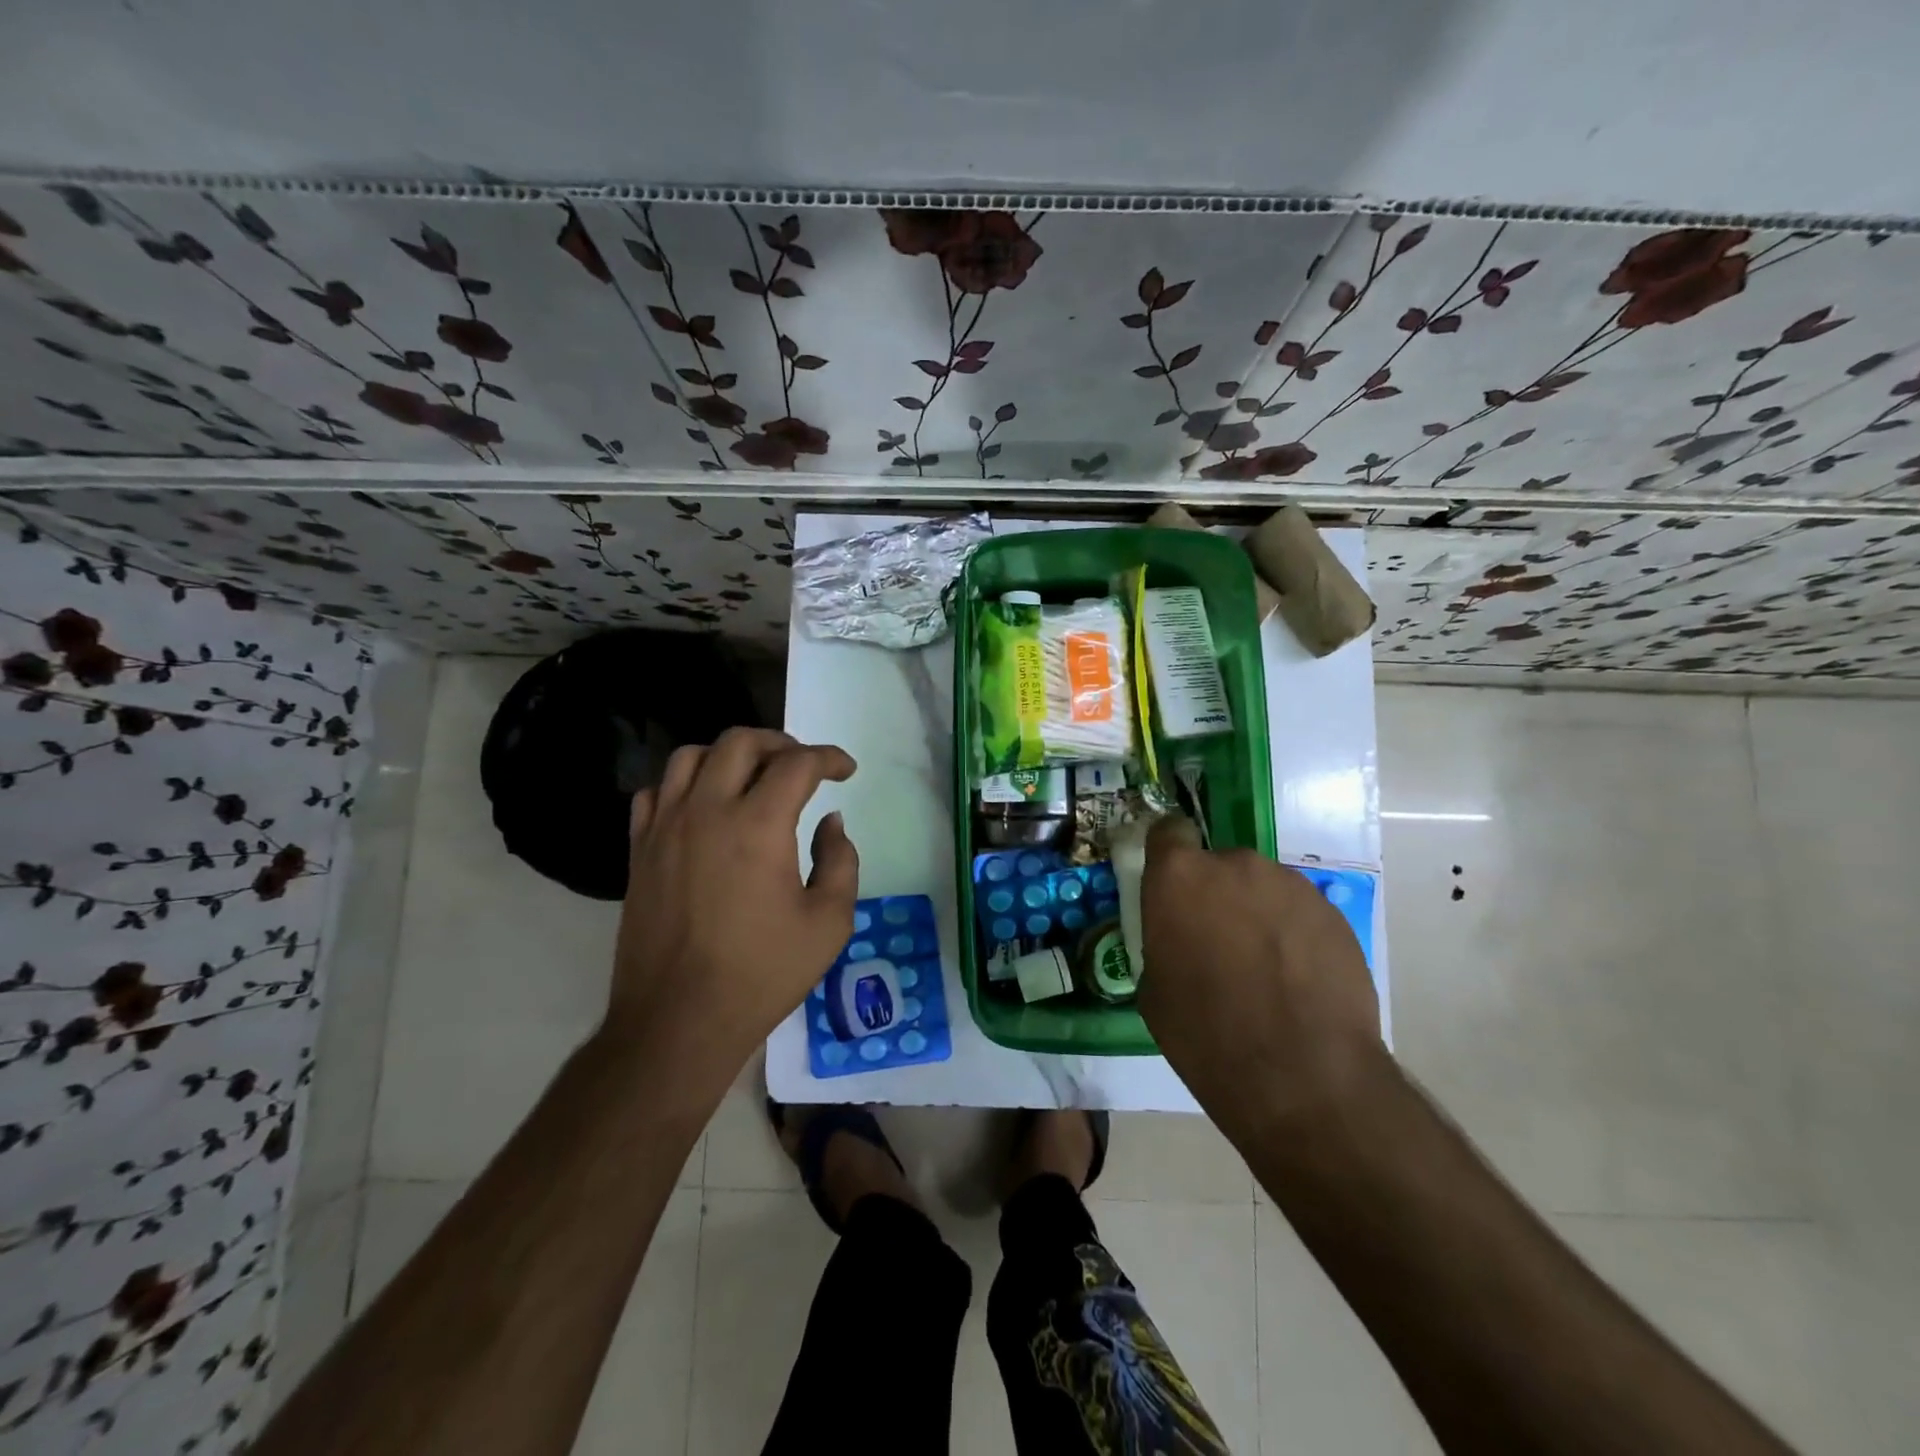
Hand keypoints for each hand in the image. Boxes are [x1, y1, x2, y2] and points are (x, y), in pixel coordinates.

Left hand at [605, 728, 857, 1085]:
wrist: (679, 1020)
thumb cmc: (762, 973)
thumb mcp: (829, 922)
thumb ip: (840, 860)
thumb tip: (830, 823)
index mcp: (758, 825)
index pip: (798, 763)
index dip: (829, 758)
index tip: (846, 771)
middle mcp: (707, 810)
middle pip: (740, 742)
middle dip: (780, 743)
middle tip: (802, 766)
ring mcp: (665, 827)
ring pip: (691, 756)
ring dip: (728, 755)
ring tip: (751, 777)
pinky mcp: (639, 850)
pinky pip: (656, 792)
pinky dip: (684, 785)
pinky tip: (702, 806)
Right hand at [1138, 817, 1380, 1123]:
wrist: (1303, 1075)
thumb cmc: (1206, 1034)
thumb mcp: (1155, 988)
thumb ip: (1165, 940)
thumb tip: (1181, 938)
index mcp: (1179, 876)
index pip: (1167, 831)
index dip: (1167, 854)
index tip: (1170, 887)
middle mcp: (1235, 865)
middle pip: (1218, 865)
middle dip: (1215, 895)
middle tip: (1218, 945)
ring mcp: (1289, 885)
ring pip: (1261, 888)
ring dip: (1256, 914)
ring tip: (1265, 970)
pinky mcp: (1333, 912)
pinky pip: (1299, 912)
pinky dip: (1293, 935)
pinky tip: (1298, 982)